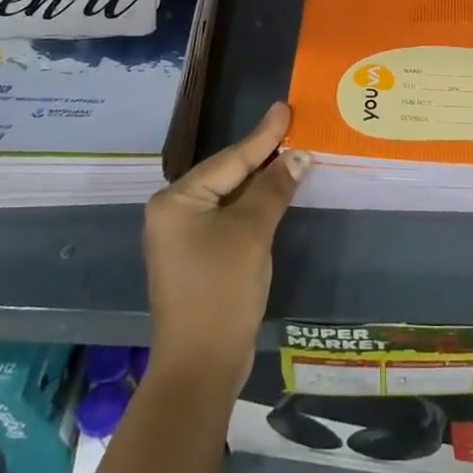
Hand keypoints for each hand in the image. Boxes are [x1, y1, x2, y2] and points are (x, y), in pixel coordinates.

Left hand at [143, 102, 306, 393]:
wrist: (201, 365)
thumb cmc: (221, 291)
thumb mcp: (251, 233)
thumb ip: (273, 189)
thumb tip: (298, 156)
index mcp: (177, 200)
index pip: (230, 159)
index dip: (263, 135)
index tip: (284, 107)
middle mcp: (174, 212)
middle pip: (227, 174)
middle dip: (262, 154)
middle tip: (291, 126)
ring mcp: (184, 236)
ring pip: (230, 197)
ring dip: (261, 180)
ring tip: (290, 152)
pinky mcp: (198, 257)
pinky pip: (229, 218)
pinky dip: (254, 205)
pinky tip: (275, 193)